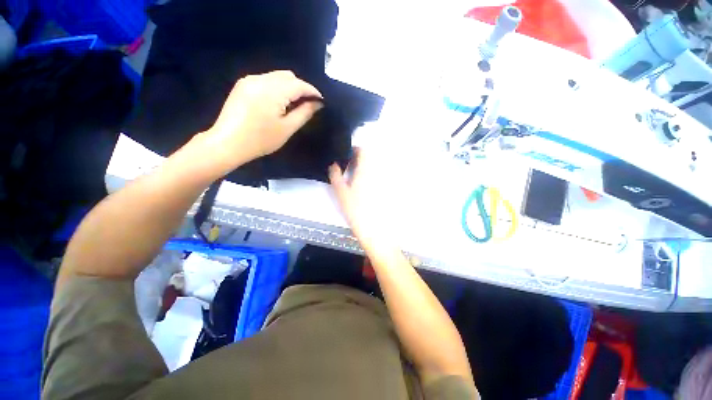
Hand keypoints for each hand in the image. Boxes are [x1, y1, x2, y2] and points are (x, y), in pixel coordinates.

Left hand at [205, 70, 322, 167]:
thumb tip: (317, 103)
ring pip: (277, 77)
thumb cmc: (261, 140)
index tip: (321, 102)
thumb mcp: (287, 128)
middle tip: (307, 105)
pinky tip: (277, 103)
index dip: (313, 92)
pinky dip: (276, 88)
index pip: (299, 84)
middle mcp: (260, 79)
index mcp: (273, 91)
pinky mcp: (242, 85)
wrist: (227, 143)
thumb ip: (304, 113)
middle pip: (288, 76)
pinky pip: (266, 80)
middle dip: (301, 88)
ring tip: (293, 105)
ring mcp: (249, 80)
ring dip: (289, 88)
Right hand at [329, 149, 397, 247]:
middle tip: (347, 167)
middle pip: (368, 159)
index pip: (363, 151)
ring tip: (353, 177)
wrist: (373, 229)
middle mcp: (376, 174)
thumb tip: (333, 165)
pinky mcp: (383, 191)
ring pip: (372, 169)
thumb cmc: (356, 210)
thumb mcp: (341, 193)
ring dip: (362, 169)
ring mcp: (381, 182)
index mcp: (365, 171)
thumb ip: (336, 176)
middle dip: (357, 160)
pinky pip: (375, 178)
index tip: (346, 155)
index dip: (354, 150)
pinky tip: (361, 188)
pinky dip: (367, 177)